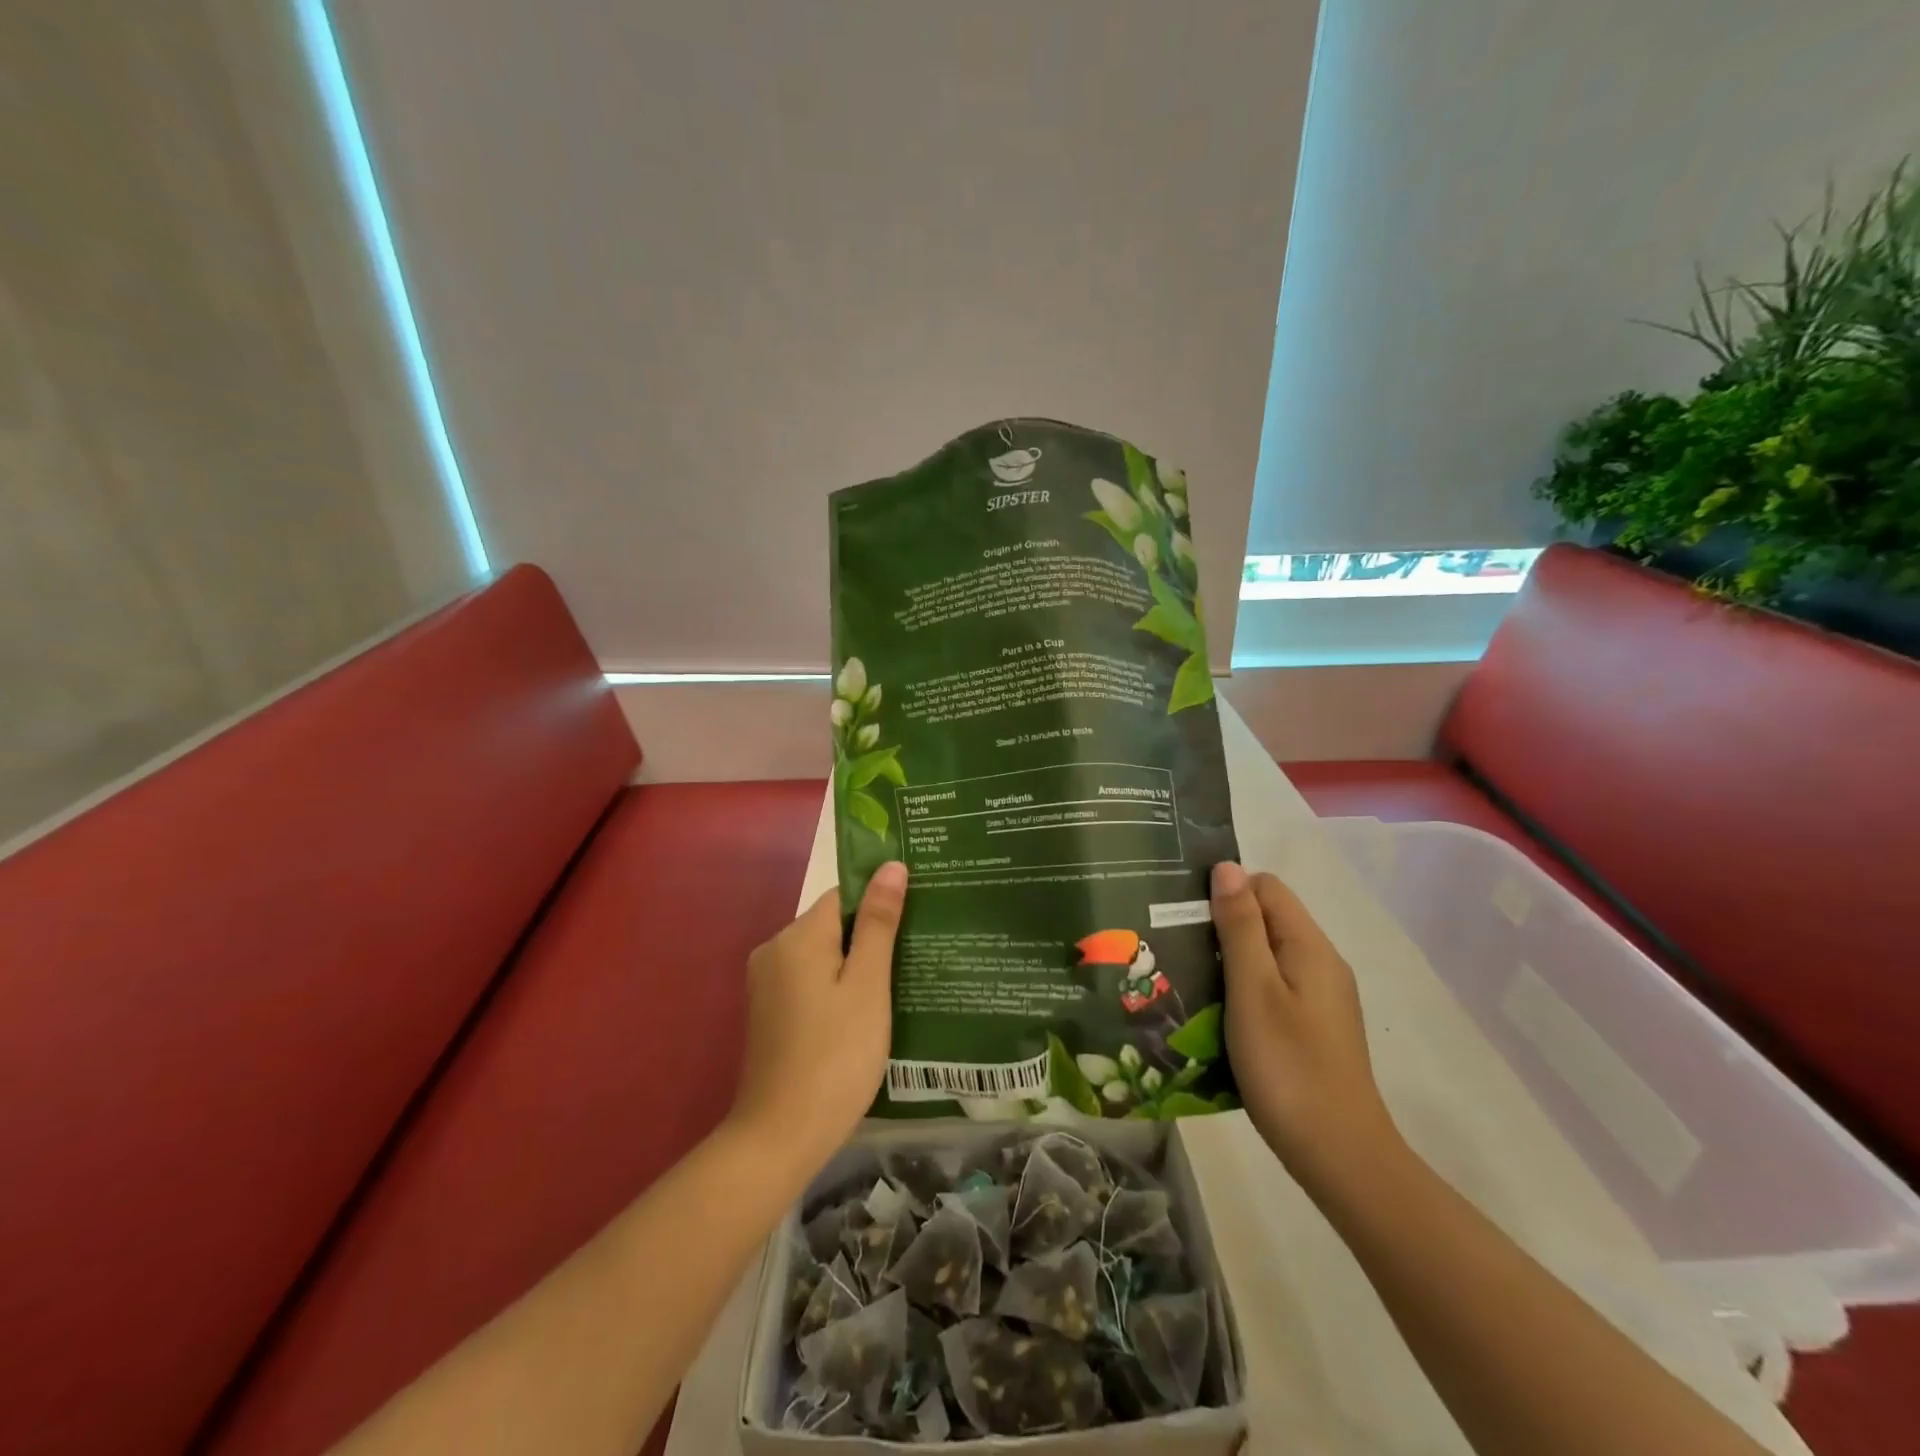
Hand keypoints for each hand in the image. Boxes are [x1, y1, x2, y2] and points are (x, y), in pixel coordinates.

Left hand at [728, 863, 904, 1169]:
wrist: (780, 1137)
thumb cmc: (835, 1056)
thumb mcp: (868, 985)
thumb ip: (879, 923)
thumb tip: (891, 865)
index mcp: (798, 936)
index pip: (845, 895)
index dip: (881, 902)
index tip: (918, 916)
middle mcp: (775, 949)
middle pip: (834, 924)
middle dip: (873, 935)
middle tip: (918, 954)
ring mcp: (768, 983)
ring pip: (824, 954)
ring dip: (858, 964)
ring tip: (902, 982)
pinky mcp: (769, 1012)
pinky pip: (811, 980)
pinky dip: (838, 986)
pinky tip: (868, 1011)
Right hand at [1210, 861, 1403, 1194]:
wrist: (1339, 1156)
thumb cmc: (1288, 1067)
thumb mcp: (1253, 990)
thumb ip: (1240, 926)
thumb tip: (1227, 867)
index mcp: (1309, 947)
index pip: (1267, 888)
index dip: (1226, 891)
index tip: (1184, 914)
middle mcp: (1321, 964)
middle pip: (1268, 920)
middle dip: (1222, 925)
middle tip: (1175, 946)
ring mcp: (1321, 999)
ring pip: (1267, 956)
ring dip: (1228, 959)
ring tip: (1187, 978)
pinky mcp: (1313, 1028)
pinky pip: (1273, 987)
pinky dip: (1242, 989)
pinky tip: (1216, 1013)